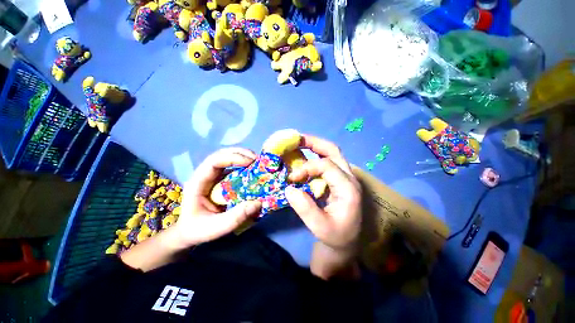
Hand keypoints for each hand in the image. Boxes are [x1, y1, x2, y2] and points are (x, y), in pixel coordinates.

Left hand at [173, 148, 261, 247]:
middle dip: (241, 153)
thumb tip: (258, 203)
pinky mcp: (222, 180)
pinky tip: (253, 169)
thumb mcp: (216, 228)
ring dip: (244, 157)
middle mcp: (206, 175)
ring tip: (258, 162)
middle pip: (222, 154)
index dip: (232, 158)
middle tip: (257, 159)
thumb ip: (236, 217)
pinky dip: (245, 165)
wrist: (189, 233)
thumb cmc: (198, 230)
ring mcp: (214, 176)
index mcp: (198, 182)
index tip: (250, 162)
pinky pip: (234, 167)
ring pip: (228, 158)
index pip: (213, 161)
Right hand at [285, 135, 361, 249]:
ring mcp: (344, 177)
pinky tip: (303, 158)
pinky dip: (314, 156)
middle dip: (313, 142)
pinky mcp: (338, 179)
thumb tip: (289, 188)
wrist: (346, 242)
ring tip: (298, 143)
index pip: (326, 166)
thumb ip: (305, 208)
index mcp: (348, 188)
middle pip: (333, 151)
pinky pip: (327, 161)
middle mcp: (349, 178)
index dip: (307, 167)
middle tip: (295, 139)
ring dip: (314, 146)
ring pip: (331, 153)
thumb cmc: (336, 236)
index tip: (292, 178)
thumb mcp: (320, 227)